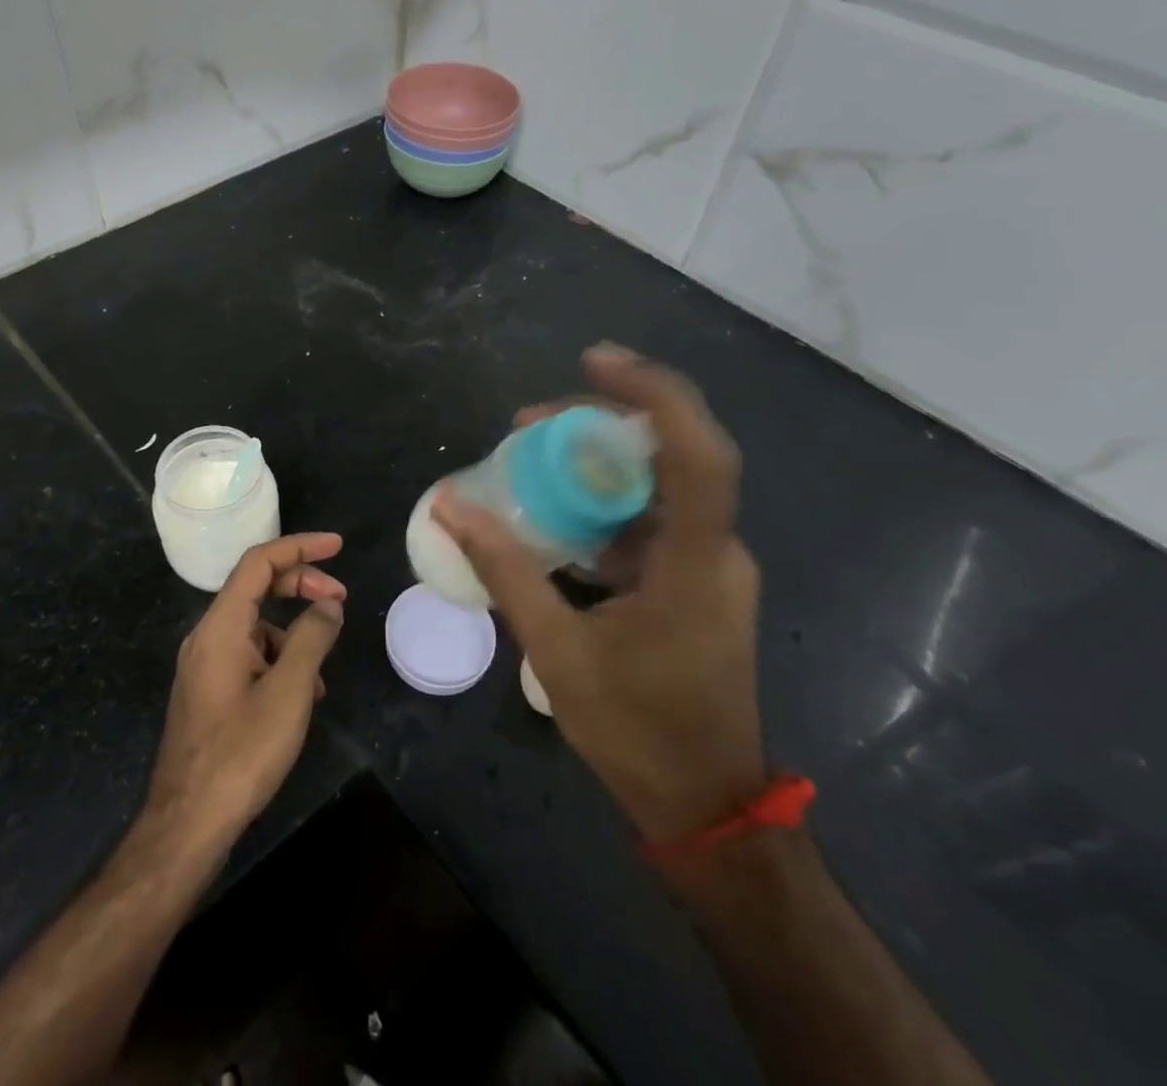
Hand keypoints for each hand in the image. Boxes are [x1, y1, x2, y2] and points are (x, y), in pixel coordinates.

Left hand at [143, 533, 346, 855]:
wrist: (188, 822)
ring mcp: (205, 664)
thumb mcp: (289, 691)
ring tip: (323, 670)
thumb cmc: (241, 752)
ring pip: (255, 626)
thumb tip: (329, 604)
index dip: (299, 547)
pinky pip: (248, 655)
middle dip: (301, 586)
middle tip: (341, 598)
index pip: (259, 562)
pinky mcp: (208, 690)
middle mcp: (207, 636)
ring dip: (293, 632)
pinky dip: (279, 660)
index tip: (337, 546)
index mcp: (221, 626)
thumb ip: (312, 638)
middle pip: (257, 588)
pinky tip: (300, 696)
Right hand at [432, 345, 765, 842]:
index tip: (593, 361)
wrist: (705, 804)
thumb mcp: (558, 650)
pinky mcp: (695, 582)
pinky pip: (650, 520)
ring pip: (658, 486)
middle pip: (672, 454)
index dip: (652, 394)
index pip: (698, 453)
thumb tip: (450, 506)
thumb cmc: (637, 731)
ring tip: (529, 457)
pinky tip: (555, 514)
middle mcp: (716, 551)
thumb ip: (506, 572)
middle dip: (602, 422)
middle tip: (530, 421)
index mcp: (696, 563)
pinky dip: (603, 504)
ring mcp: (708, 566)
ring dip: (598, 464)